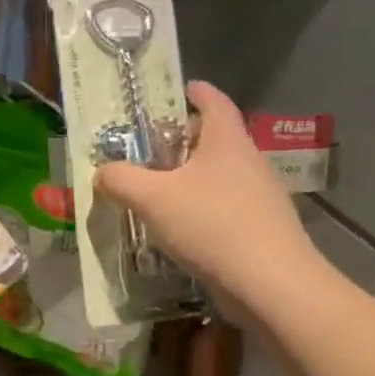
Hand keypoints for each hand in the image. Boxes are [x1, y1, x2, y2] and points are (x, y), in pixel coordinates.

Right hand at [94, 81, 324, 319]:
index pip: (215, 101)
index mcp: (227, 141)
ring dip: (192, 180)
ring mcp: (261, 197)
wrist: (271, 284)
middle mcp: (249, 162)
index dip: (197, 92)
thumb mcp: (151, 198)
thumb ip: (120, 179)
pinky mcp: (262, 230)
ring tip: (159, 194)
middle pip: (216, 139)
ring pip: (220, 177)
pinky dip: (203, 210)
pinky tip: (181, 232)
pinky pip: (226, 209)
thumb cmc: (211, 225)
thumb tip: (103, 172)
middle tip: (151, 151)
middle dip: (185, 141)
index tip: (181, 90)